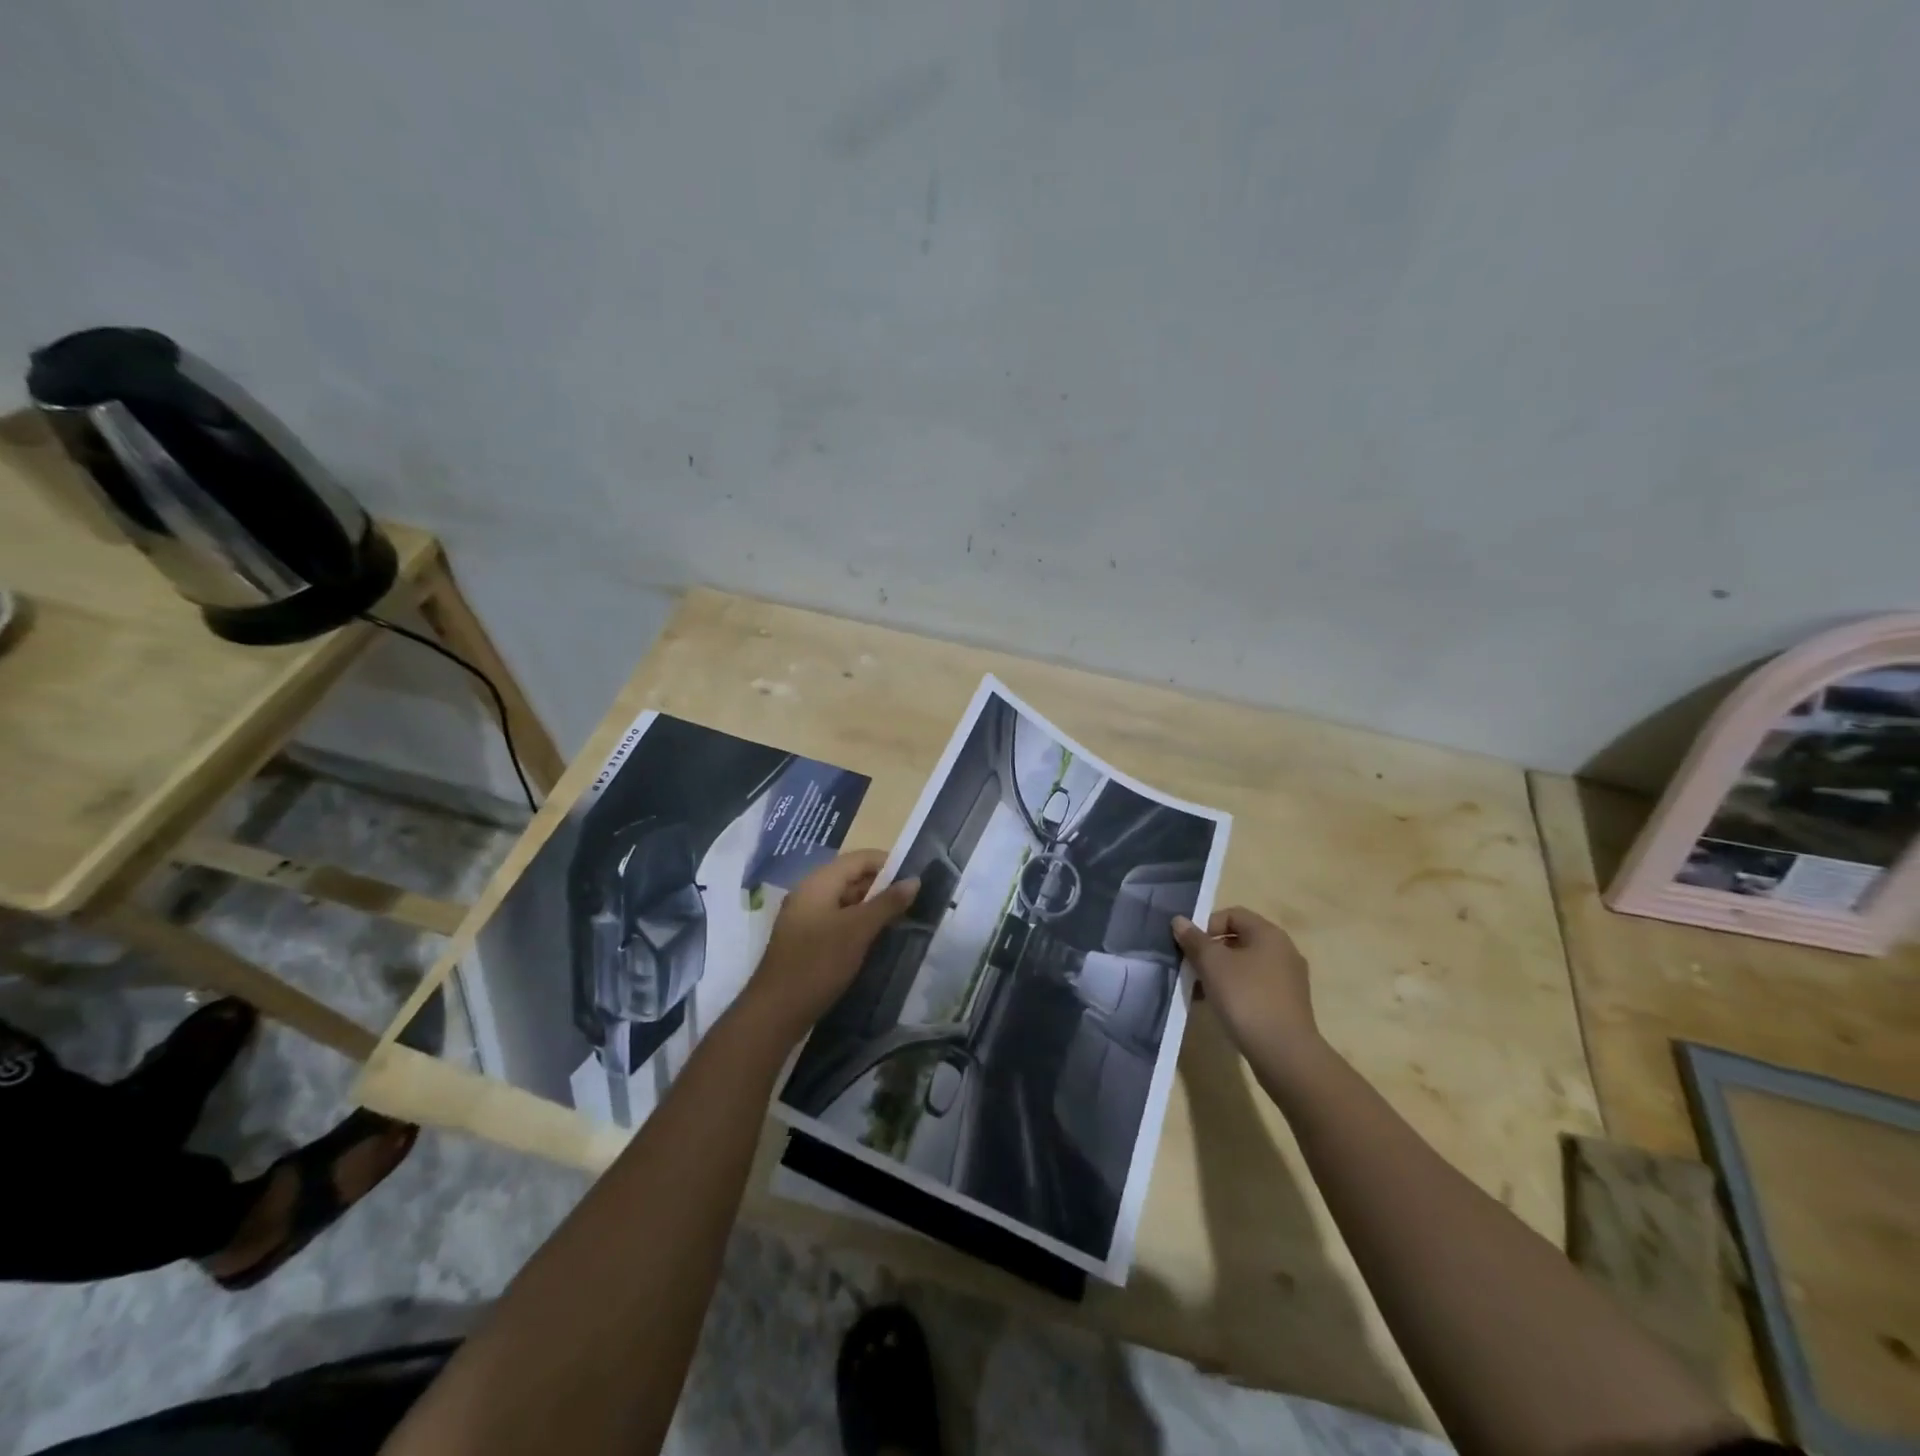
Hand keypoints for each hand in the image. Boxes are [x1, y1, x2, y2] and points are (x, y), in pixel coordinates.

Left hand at [744, 851, 919, 1041]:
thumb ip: (887, 903)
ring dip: (871, 906)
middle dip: (882, 886)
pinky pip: (836, 919)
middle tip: (912, 901)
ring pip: (844, 900)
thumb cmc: (819, 963)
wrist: (776, 1011)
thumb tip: (914, 880)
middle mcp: (809, 893)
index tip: (915, 877)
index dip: (888, 863)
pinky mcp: (805, 939)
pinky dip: (857, 923)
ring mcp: (805, 917)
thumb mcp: (858, 930)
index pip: (859, 858)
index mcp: (818, 882)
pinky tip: (875, 938)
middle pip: (851, 877)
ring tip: (900, 918)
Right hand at [1172, 906, 1320, 1060]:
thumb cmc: (1246, 998)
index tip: (1190, 947)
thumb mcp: (1212, 964)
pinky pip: (1255, 986)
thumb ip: (1194, 939)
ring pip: (1245, 965)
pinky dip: (1235, 990)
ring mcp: (1288, 979)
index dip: (1206, 924)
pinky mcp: (1287, 1004)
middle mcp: (1283, 951)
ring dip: (1220, 973)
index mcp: (1269, 934)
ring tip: (1200, 991)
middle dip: (1210, 951)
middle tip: (1191, 968)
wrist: (1284, 1053)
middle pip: (1239, 939)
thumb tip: (1179, 920)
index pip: (1232, 914)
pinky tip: (1219, 1007)